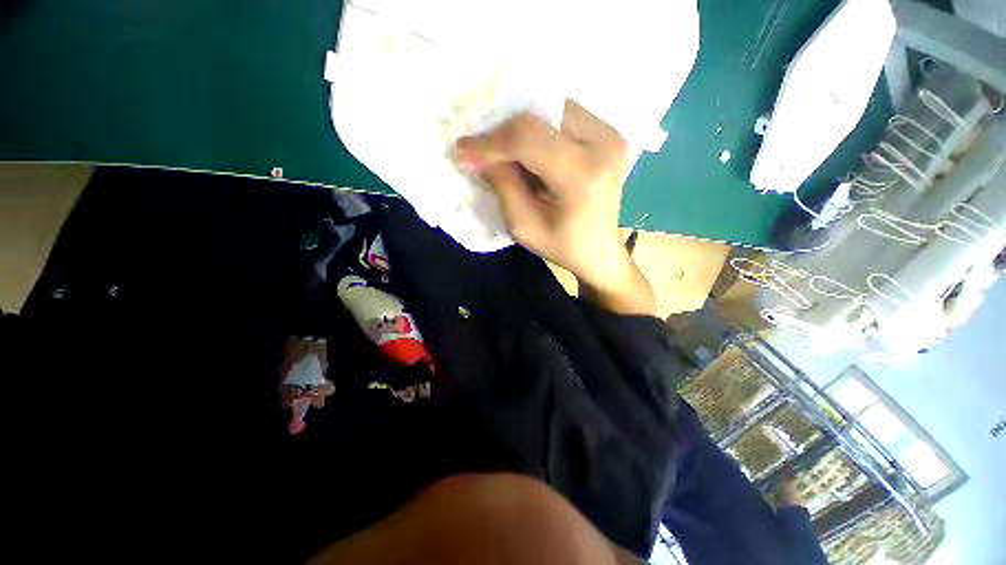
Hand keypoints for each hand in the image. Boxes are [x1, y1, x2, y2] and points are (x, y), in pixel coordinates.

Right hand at [455, 100, 656, 315]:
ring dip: (523, 129)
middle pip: (541, 116)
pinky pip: (565, 117)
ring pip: (552, 110)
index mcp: (583, 175)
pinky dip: (541, 130)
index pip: (529, 138)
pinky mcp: (611, 134)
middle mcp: (605, 144)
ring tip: (507, 154)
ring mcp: (612, 135)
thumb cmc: (563, 247)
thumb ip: (502, 185)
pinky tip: (532, 153)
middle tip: (484, 152)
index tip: (463, 150)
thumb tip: (476, 152)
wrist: (600, 252)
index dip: (491, 140)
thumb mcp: (524, 226)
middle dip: (504, 132)